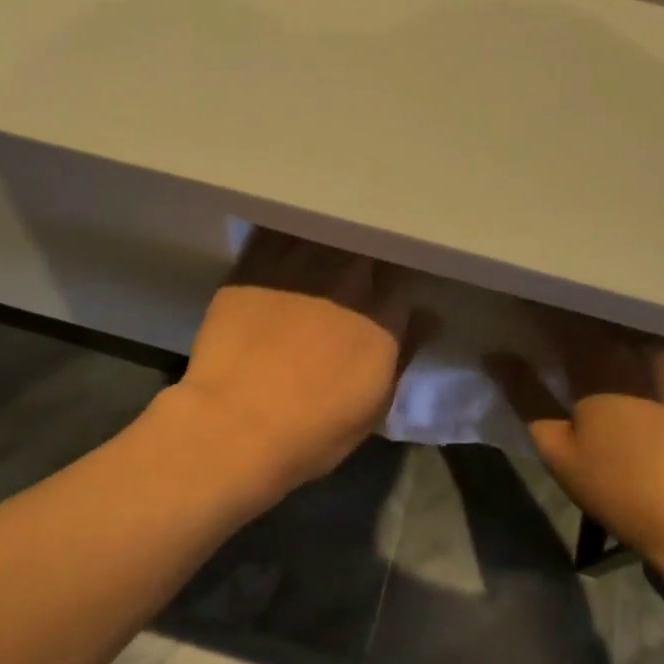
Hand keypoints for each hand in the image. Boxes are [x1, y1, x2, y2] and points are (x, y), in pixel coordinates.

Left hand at [166, 231, 431, 494]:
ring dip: (328, 240)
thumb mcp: (373, 407)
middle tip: (354, 271)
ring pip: (325, 232)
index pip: (403, 278)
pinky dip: (288, 232)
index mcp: (382, 317)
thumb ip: (404, 352)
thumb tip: (428, 317)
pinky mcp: (256, 263)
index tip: (389, 289)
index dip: (396, 282)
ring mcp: (299, 266)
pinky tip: (286, 238)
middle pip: (367, 248)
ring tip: (321, 248)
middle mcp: (347, 281)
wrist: (234, 424)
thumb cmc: (311, 432)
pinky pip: (278, 231)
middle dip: (366, 257)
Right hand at [490, 309, 663, 585]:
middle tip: (561, 334)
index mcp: (599, 357)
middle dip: (577, 318)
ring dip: (618, 330)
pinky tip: (652, 369)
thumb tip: (494, 355)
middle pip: (602, 316)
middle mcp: (644, 341)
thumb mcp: (559, 450)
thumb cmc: (626, 491)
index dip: (536, 310)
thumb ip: (526, 395)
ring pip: (641, 327)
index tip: (521, 311)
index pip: (558, 316)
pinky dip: (657, 348)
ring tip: (605, 346)